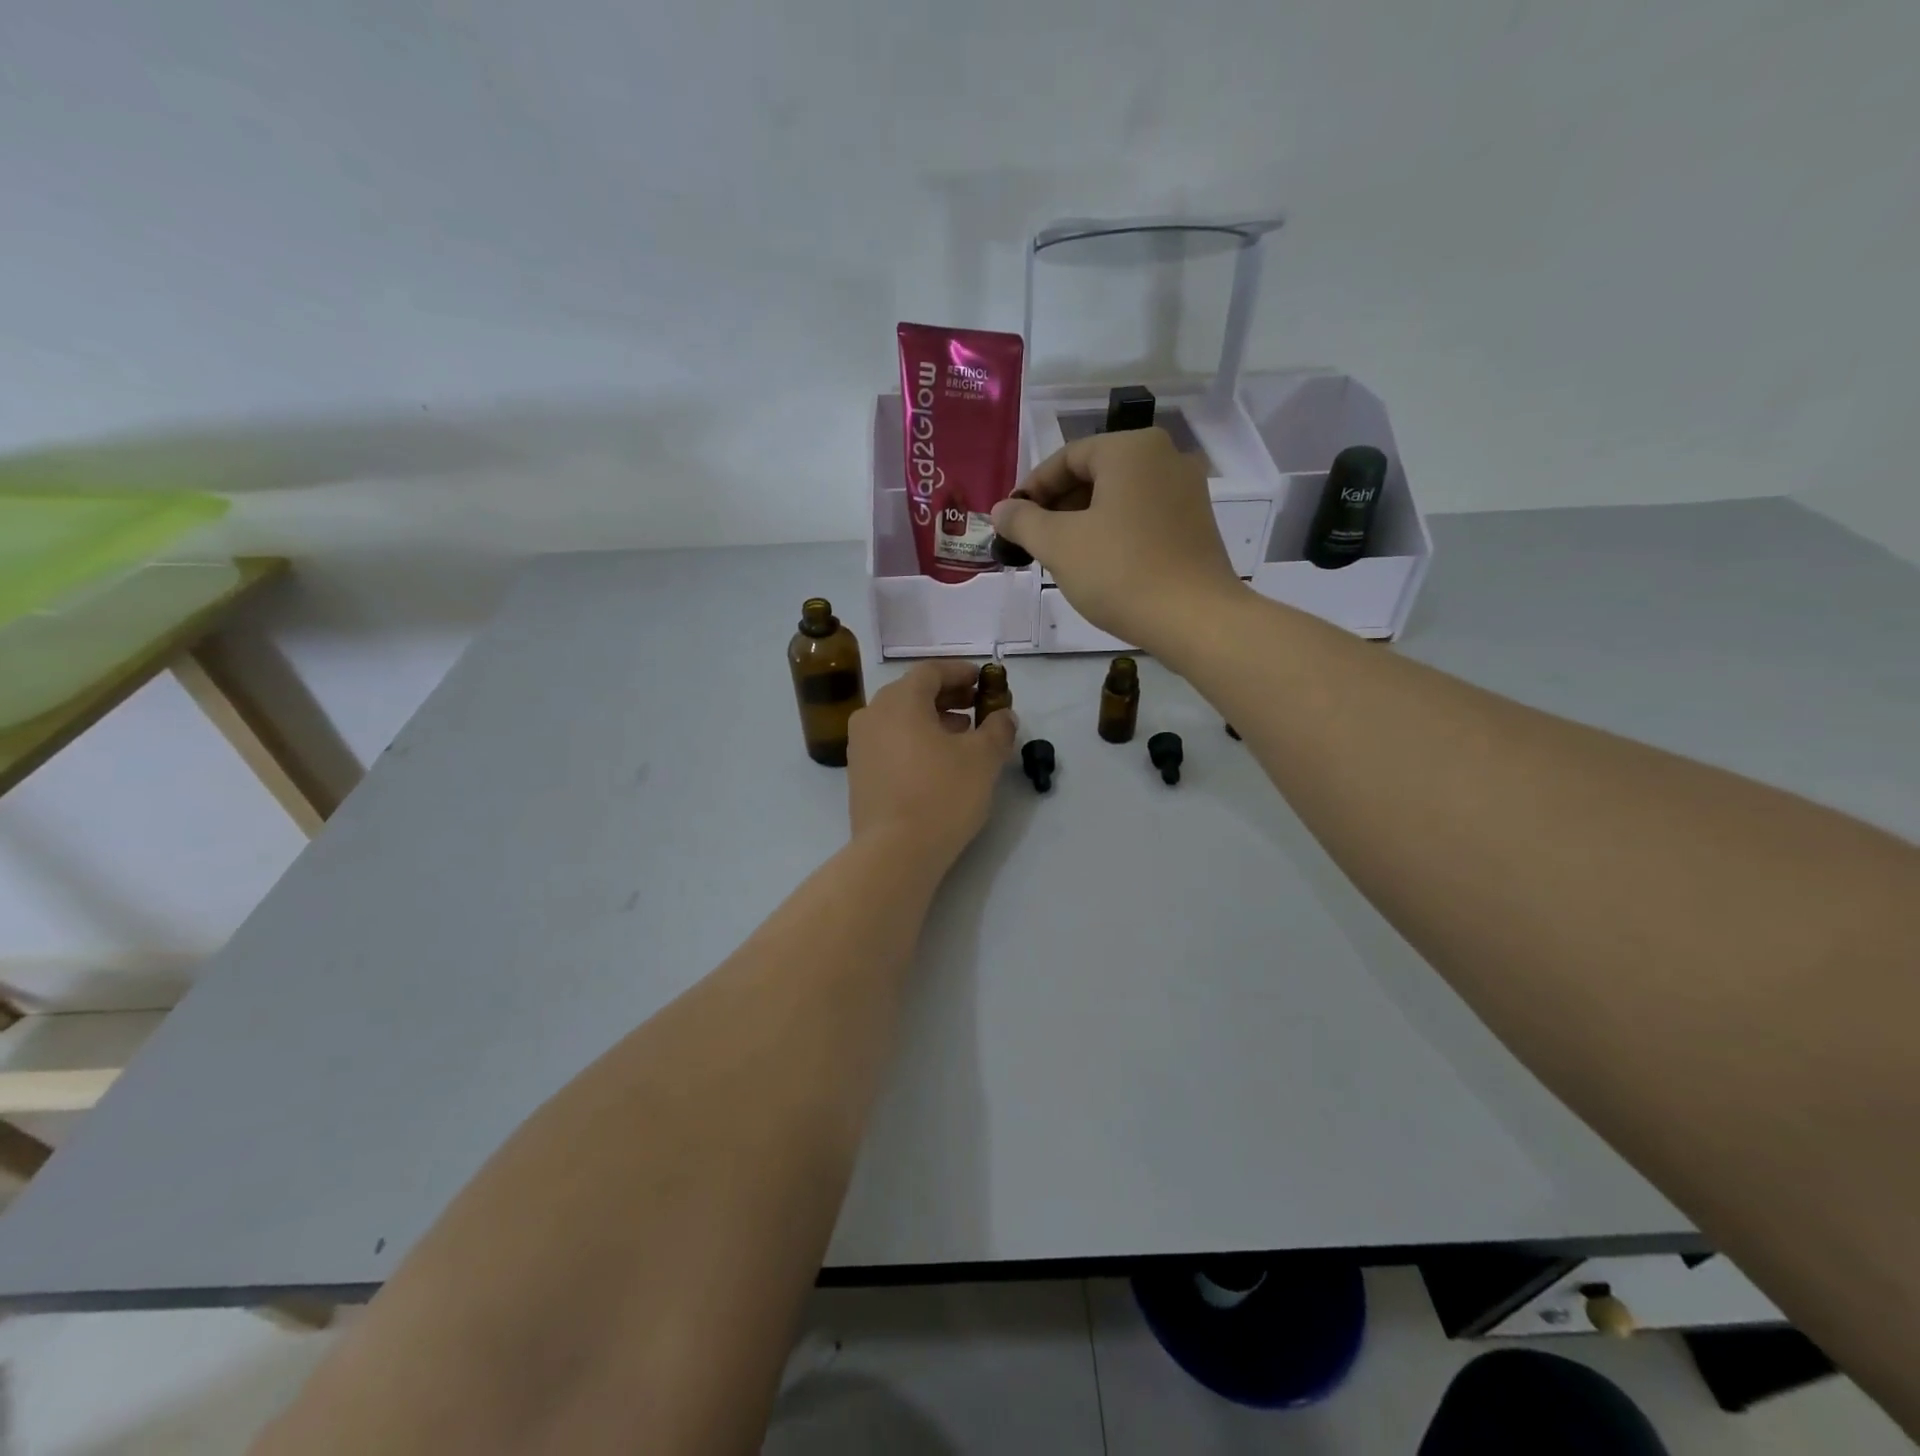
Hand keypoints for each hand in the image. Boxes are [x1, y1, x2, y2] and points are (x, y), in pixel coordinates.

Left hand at [847, 661, 1016, 870]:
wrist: (894, 852)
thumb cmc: (942, 794)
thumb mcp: (983, 759)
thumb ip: (997, 729)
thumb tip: (1004, 716)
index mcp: (899, 701)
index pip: (930, 671)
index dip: (960, 672)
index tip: (983, 680)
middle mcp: (872, 715)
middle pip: (913, 692)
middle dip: (948, 696)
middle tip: (977, 706)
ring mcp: (860, 745)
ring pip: (900, 719)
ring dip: (932, 719)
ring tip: (963, 736)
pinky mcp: (859, 773)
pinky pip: (890, 742)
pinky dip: (915, 740)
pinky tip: (938, 762)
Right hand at [991, 429, 1244, 654]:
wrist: (1195, 619)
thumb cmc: (1120, 572)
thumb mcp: (1059, 545)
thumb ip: (1023, 521)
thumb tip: (1001, 510)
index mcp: (1131, 448)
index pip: (1066, 457)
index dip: (1032, 489)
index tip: (1011, 522)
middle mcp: (1165, 456)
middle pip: (1095, 474)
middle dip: (1058, 507)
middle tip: (1033, 543)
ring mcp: (1186, 490)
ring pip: (1118, 497)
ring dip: (1083, 522)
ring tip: (1061, 557)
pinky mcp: (1196, 523)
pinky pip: (1142, 516)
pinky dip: (1113, 532)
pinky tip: (1099, 565)